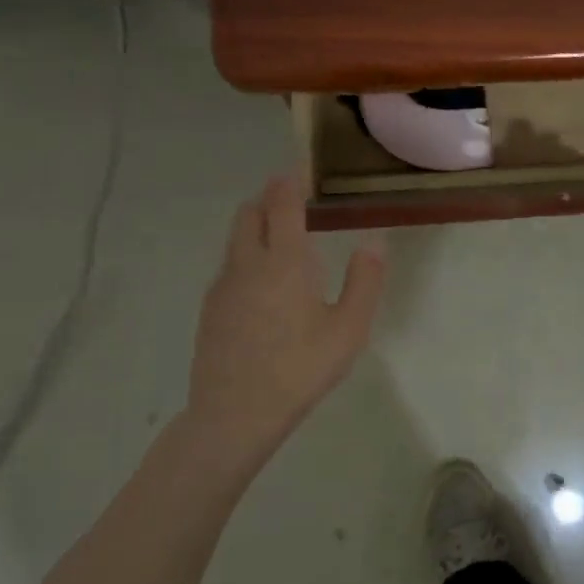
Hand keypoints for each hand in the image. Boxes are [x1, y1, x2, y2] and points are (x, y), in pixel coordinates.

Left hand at [178, 175, 385, 478]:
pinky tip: (263, 285)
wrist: (235, 414)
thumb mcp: (349, 329)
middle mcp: (247, 264)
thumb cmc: (301, 368)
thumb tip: (373, 243)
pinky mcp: (211, 309)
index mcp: (284, 262)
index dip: (290, 182)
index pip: (282, 205)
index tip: (299, 169)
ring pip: (235, 240)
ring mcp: (223, 286)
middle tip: (291, 201)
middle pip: (249, 214)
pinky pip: (229, 267)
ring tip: (280, 239)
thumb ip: (364, 281)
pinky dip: (246, 256)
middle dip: (268, 199)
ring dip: (255, 226)